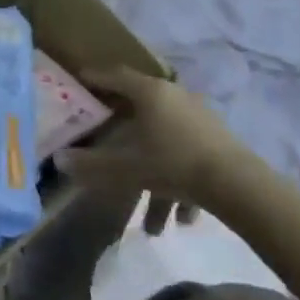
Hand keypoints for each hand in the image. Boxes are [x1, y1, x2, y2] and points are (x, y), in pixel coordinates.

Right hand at [64, 67, 248, 234]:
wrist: (240, 187)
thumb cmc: (174, 164)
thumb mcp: (126, 168)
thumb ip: (91, 165)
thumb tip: (59, 160)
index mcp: (150, 93)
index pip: (115, 76)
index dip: (95, 76)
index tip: (80, 78)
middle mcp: (175, 97)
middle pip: (141, 109)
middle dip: (123, 134)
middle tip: (106, 136)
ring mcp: (200, 119)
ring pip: (165, 143)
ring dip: (155, 179)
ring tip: (152, 223)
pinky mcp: (219, 142)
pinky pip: (188, 158)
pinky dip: (180, 185)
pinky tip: (180, 219)